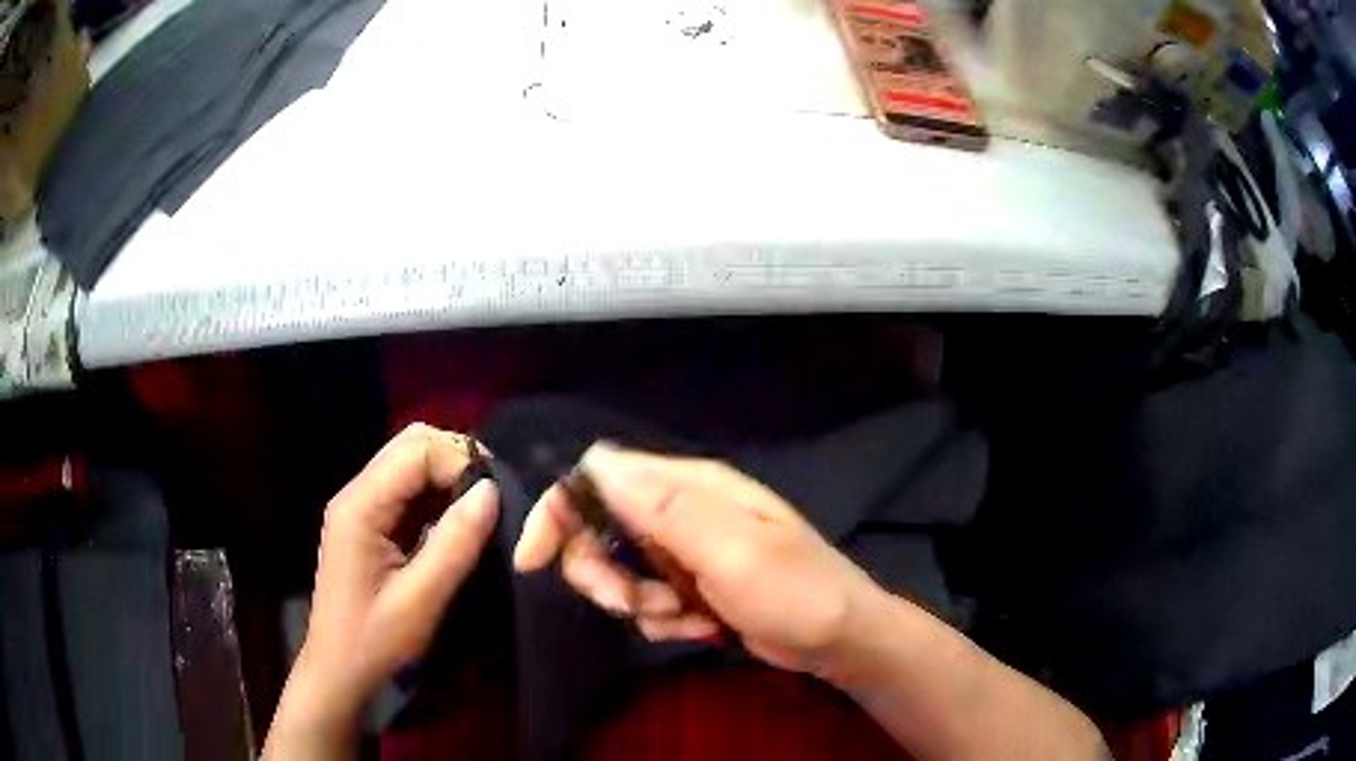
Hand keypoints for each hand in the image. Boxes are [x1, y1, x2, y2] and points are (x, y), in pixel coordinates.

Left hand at [265, 424, 498, 757]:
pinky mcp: (370, 523)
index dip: (459, 463)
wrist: (339, 670)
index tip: (496, 498)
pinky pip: (408, 490)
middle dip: (455, 459)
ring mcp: (361, 507)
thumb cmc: (375, 640)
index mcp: (360, 506)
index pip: (416, 451)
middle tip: (494, 494)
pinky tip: (458, 519)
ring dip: (448, 475)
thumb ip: (455, 544)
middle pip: (410, 444)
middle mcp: (357, 494)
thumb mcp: (420, 600)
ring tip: (483, 506)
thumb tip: (492, 492)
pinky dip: (438, 495)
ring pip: (410, 462)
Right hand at [513, 443, 881, 676]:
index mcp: (690, 487)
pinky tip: (703, 626)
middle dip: (602, 574)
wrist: (839, 640)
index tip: (534, 560)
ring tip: (688, 619)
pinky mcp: (691, 584)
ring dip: (640, 604)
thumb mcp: (732, 553)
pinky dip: (664, 619)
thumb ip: (663, 509)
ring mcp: (686, 549)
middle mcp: (682, 510)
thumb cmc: (796, 593)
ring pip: (621, 571)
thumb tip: (595, 462)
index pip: (599, 477)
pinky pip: (648, 599)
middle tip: (630, 605)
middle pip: (599, 529)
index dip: (559, 512)